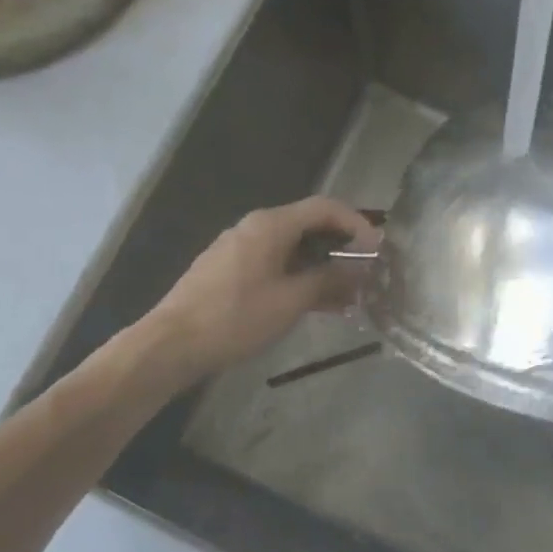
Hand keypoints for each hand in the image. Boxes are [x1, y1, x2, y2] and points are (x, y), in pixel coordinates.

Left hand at [141, 198, 379, 381]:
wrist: (173, 343)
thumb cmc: (235, 318)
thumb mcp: (290, 301)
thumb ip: (328, 280)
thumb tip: (358, 269)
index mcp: (270, 225)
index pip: (324, 208)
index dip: (357, 223)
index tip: (379, 249)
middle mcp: (255, 228)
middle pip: (309, 228)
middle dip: (342, 250)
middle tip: (368, 276)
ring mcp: (239, 250)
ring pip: (293, 251)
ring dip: (322, 270)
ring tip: (349, 299)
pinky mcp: (230, 271)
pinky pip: (275, 266)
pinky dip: (300, 280)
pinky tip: (316, 306)